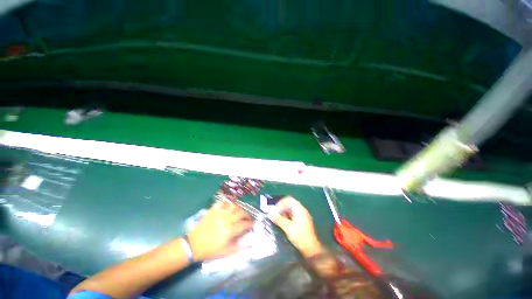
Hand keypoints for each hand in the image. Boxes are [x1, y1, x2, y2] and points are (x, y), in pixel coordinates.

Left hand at [188, 201, 253, 260]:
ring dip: (239, 208)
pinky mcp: (214, 209)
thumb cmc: (211, 250)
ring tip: (239, 213)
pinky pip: (223, 202)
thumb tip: (252, 244)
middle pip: (241, 212)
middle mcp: (227, 219)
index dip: (251, 223)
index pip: (245, 224)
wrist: (194, 245)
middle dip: (247, 215)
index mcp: (230, 230)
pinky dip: (228, 203)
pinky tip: (229, 207)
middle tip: (247, 219)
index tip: (253, 224)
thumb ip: (240, 247)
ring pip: (234, 206)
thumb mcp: (226, 252)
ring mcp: (220, 212)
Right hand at [271, 197, 323, 257]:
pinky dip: (287, 216)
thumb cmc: (300, 236)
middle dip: (281, 208)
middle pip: (290, 203)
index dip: (280, 203)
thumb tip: (270, 214)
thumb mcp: (287, 227)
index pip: (288, 199)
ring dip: (284, 212)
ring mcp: (303, 215)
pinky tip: (283, 222)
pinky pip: (293, 214)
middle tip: (275, 214)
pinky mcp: (302, 220)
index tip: (275, 210)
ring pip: (291, 209)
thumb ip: (279, 219)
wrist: (311, 248)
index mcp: (299, 209)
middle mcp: (301, 210)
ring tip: (278, 219)